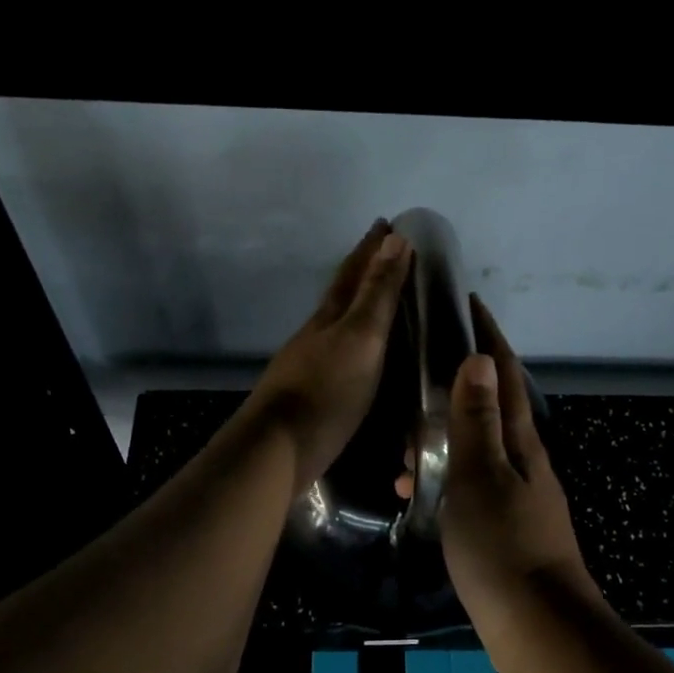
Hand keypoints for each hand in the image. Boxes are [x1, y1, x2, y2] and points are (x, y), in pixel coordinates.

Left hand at [244, 220, 413, 489]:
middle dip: (364, 270)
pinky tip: (363, 357)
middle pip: (342, 294)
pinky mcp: (312, 395)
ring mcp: (310, 365)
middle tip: (388, 252)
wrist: (278, 449)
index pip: (353, 272)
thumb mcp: (361, 338)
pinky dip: (356, 344)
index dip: (371, 247)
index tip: (388, 223)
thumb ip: (378, 293)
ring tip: (381, 301)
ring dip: (359, 307)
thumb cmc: (327, 391)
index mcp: (330, 316)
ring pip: (338, 324)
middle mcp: (317, 334)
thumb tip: (395, 238)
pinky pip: (340, 355)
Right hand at [440, 297, 595, 637]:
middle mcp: (524, 462)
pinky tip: (416, 491)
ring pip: (475, 450)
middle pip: (491, 408)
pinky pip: (469, 485)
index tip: (469, 304)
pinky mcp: (506, 528)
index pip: (504, 375)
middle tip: (416, 383)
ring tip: (403, 448)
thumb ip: (476, 420)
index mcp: (521, 443)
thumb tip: (477, 358)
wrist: (539, 628)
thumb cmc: (504, 546)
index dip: (489, 337)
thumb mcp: (481, 477)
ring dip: (443, 439)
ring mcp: (517, 496)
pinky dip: (443, 479)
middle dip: (457, 386)